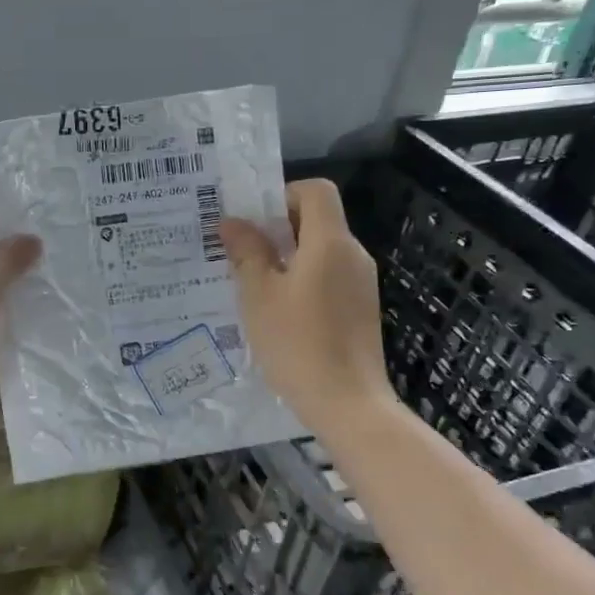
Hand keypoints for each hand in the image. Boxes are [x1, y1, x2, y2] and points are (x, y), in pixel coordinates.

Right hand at [220, 178, 393, 433]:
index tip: (254, 222)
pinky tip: (278, 313)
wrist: (347, 403)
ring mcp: (361, 284)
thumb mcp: (259, 296)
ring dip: (288, 259)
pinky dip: (303, 282)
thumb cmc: (298, 343)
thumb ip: (247, 253)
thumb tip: (232, 222)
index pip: (316, 191)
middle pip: (318, 221)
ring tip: (253, 286)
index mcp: (331, 243)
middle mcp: (353, 255)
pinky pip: (329, 278)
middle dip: (278, 230)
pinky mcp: (361, 310)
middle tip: (241, 253)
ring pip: (321, 252)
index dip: (283, 195)